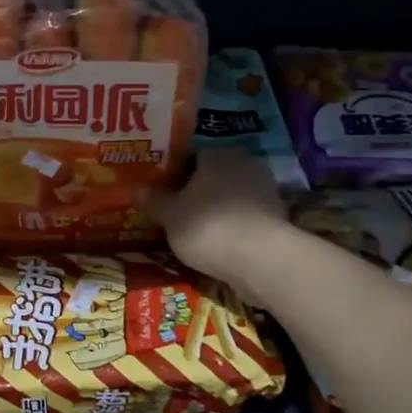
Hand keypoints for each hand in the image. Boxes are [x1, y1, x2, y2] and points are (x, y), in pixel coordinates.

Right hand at [146, 148, 287, 294]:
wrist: (260, 258)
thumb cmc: (207, 226)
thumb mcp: (170, 215)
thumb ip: (154, 200)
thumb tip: (134, 189)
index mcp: (217, 154)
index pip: (194, 155)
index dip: (177, 173)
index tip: (165, 192)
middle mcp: (245, 164)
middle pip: (216, 175)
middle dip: (200, 191)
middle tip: (179, 211)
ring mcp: (265, 190)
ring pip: (233, 196)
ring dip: (219, 209)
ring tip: (198, 230)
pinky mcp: (277, 217)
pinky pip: (247, 217)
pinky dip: (235, 226)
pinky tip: (221, 243)